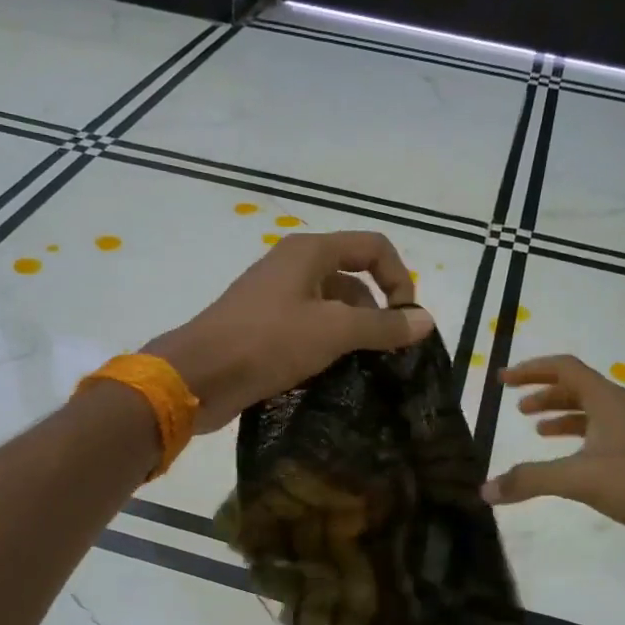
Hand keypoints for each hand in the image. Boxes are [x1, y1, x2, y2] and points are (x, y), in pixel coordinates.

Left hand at [147, 231, 433, 432]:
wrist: (198, 375)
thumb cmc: (268, 342)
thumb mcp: (334, 330)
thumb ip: (383, 326)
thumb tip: (426, 321)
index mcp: (310, 252)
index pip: (374, 248)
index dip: (399, 279)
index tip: (407, 321)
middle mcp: (293, 267)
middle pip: (353, 279)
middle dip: (376, 313)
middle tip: (387, 354)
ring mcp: (275, 299)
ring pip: (330, 309)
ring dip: (352, 335)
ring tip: (363, 369)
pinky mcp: (263, 330)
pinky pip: (308, 331)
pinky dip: (326, 348)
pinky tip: (333, 376)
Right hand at [482, 355, 624, 570]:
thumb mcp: (579, 478)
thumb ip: (530, 480)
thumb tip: (484, 490)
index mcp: (609, 401)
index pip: (566, 369)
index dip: (532, 370)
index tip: (503, 380)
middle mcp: (622, 412)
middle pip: (579, 389)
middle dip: (545, 394)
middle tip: (517, 407)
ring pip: (591, 416)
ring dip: (562, 417)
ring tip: (536, 431)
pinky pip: (600, 442)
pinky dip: (576, 445)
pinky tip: (566, 466)